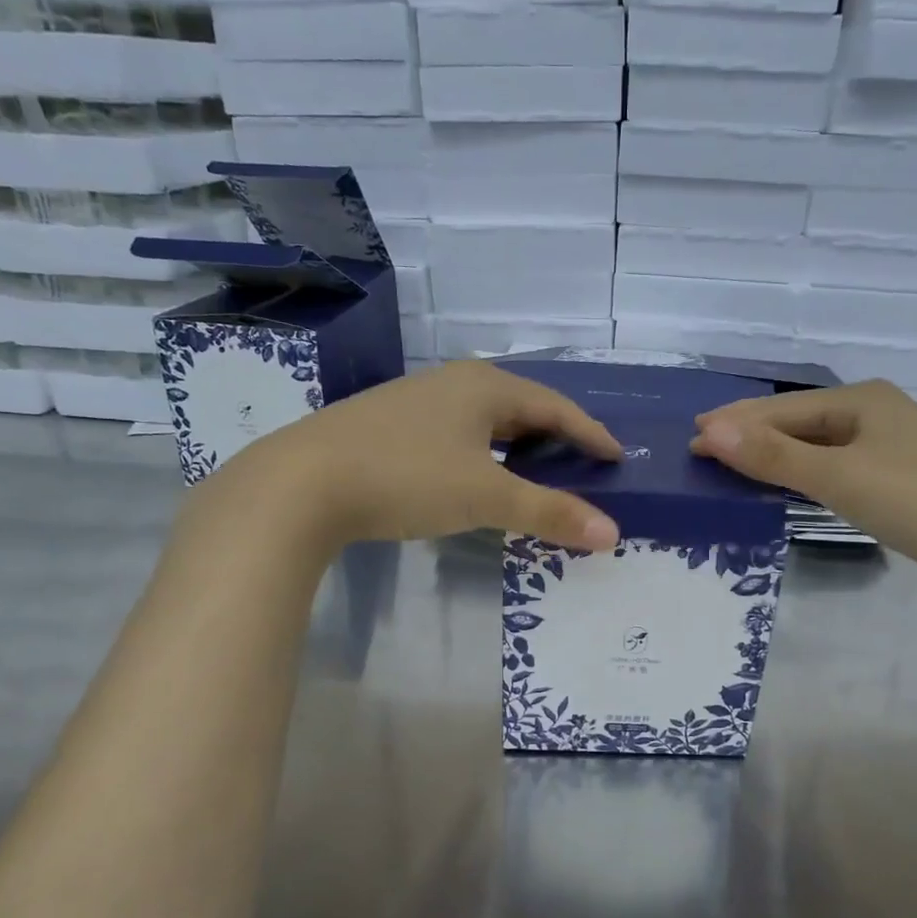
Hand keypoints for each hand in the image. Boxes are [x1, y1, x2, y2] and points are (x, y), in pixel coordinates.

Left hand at [191, 361, 623, 554]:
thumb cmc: (406, 478)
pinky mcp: (390, 424)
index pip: (555, 406)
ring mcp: (417, 401)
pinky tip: (477, 475)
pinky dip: (483, 454)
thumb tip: (611, 534)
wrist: (300, 483)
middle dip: (556, 436)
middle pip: (522, 406)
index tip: (616, 458)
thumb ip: (548, 512)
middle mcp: (453, 383)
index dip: (590, 433)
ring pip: (485, 420)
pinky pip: (457, 433)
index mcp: (484, 386)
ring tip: (538, 472)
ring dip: (518, 445)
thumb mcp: (484, 496)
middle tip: (582, 465)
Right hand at [690, 381, 916, 590]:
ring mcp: (888, 443)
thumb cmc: (914, 500)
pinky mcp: (896, 474)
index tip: (691, 438)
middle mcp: (873, 411)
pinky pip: (833, 462)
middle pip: (797, 420)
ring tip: (733, 464)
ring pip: (815, 442)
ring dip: (773, 452)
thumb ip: (772, 455)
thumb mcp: (836, 476)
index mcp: (860, 398)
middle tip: (704, 448)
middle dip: (750, 434)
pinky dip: (801, 469)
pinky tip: (786, 480)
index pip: (781, 408)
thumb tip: (709, 430)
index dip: (735, 423)